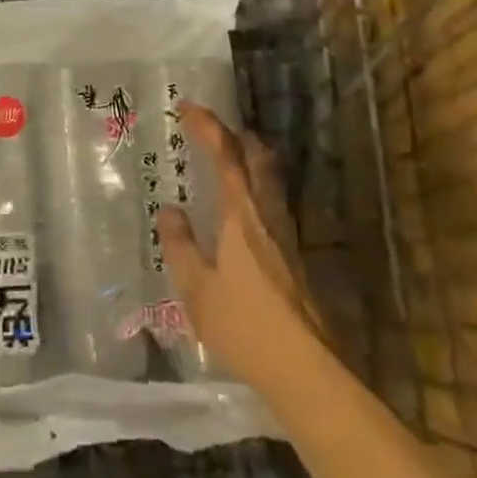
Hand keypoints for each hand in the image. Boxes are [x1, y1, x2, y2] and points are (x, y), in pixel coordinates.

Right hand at [158, 104, 323, 395]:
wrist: (306, 370)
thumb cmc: (245, 327)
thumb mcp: (196, 289)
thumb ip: (180, 245)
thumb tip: (170, 209)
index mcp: (241, 215)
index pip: (225, 156)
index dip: (207, 126)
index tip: (187, 106)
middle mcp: (267, 215)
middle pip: (256, 158)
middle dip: (232, 135)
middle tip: (207, 129)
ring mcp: (285, 235)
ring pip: (268, 179)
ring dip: (246, 158)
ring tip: (222, 159)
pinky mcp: (293, 255)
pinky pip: (271, 201)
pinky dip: (252, 185)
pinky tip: (240, 209)